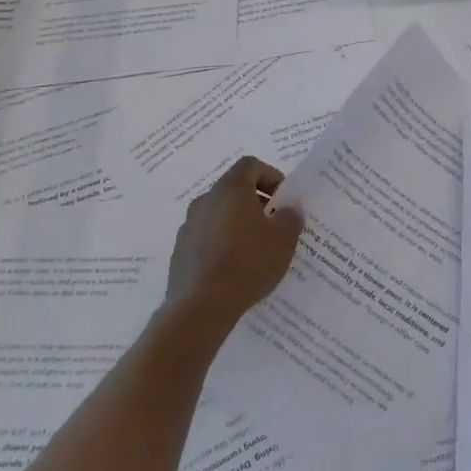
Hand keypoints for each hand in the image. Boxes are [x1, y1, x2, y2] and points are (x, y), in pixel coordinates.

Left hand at [165, 157, 304, 331]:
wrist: (201, 305)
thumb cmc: (248, 262)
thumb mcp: (283, 239)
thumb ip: (290, 218)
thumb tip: (288, 210)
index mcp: (231, 189)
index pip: (251, 165)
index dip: (271, 176)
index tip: (283, 199)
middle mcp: (205, 200)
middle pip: (233, 189)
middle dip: (256, 201)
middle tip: (273, 223)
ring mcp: (189, 226)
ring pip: (218, 213)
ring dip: (237, 223)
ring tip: (255, 248)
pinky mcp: (180, 251)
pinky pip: (206, 236)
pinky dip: (221, 242)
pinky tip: (234, 267)